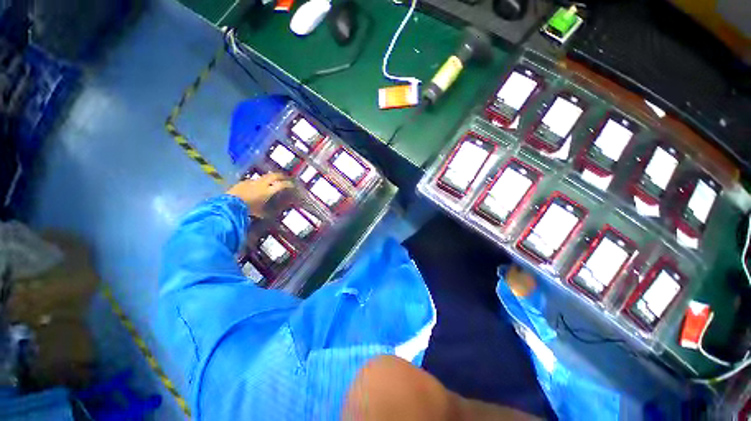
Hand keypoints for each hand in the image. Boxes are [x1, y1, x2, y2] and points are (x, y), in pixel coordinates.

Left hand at [227, 173, 293, 216]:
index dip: (288, 184)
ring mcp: (251, 182)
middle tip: (285, 177)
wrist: (228, 205)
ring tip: (271, 181)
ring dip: (269, 178)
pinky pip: (253, 180)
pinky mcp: (242, 182)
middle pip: (273, 176)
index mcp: (267, 191)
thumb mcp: (259, 213)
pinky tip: (256, 186)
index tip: (292, 185)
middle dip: (280, 176)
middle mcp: (261, 184)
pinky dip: (258, 182)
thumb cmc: (247, 210)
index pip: (281, 185)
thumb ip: (267, 212)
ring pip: (263, 177)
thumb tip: (272, 215)